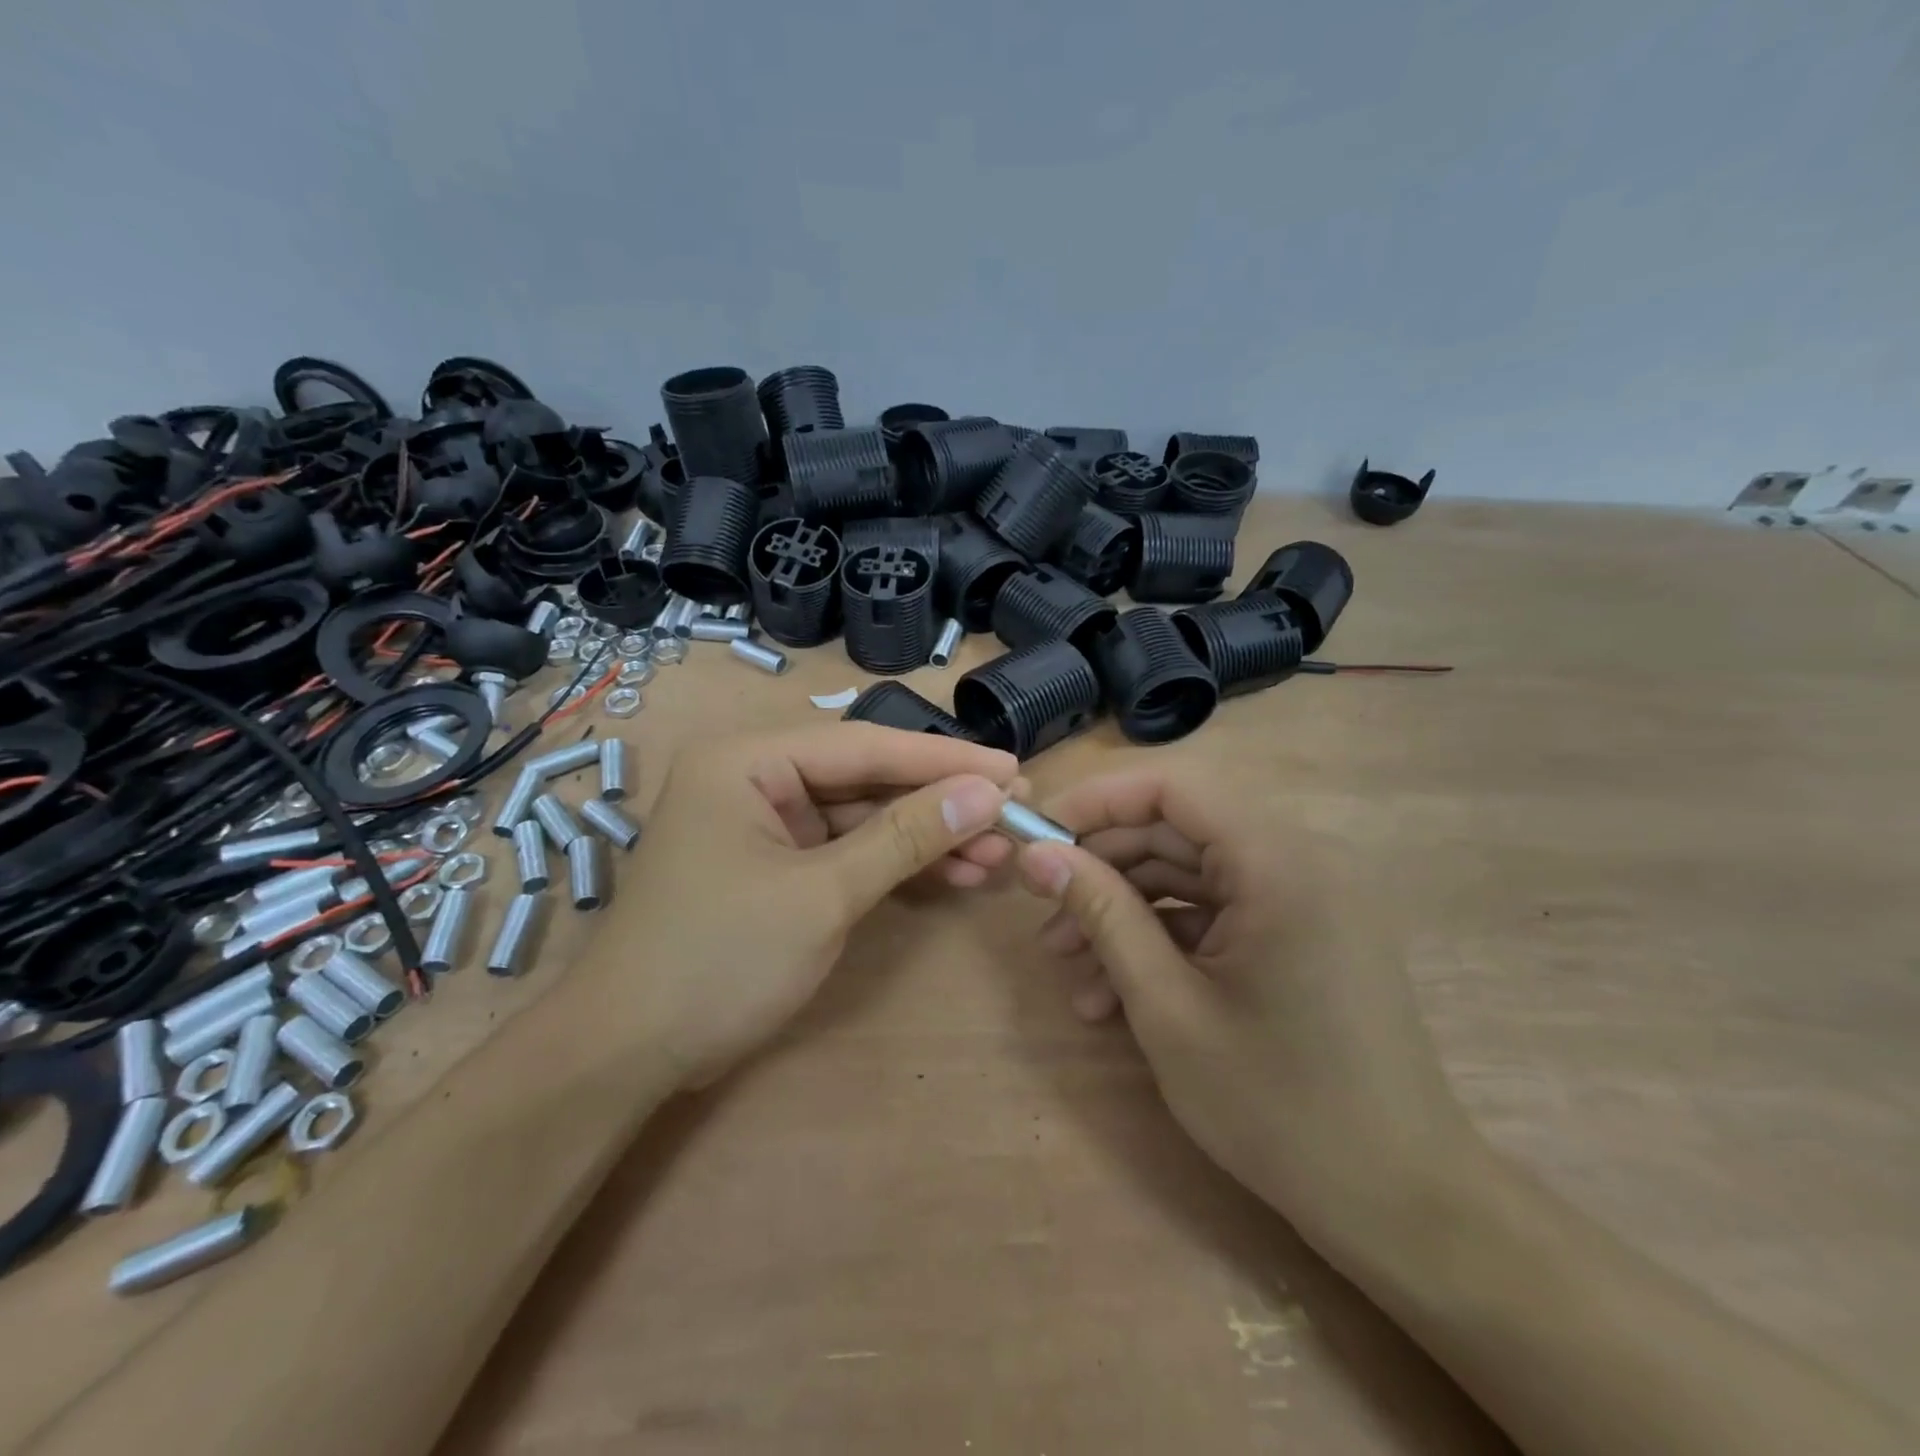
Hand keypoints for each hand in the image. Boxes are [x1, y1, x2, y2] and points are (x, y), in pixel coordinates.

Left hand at [595, 722, 1019, 1084]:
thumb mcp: (823, 894)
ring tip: (994, 858)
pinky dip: (894, 866)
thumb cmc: (719, 959)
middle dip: (939, 804)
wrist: (628, 1054)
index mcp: (748, 759)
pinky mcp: (775, 865)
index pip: (866, 745)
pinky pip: (845, 852)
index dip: (945, 760)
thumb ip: (906, 837)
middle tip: (1013, 818)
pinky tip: (951, 875)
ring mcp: (764, 824)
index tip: (1013, 771)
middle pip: (867, 779)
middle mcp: (754, 777)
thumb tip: (986, 794)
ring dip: (925, 839)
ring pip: (862, 818)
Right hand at [1015, 766, 1480, 1261]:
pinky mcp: (1302, 936)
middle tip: (1044, 917)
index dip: (1096, 803)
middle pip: (1177, 833)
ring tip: (1070, 971)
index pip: (1171, 788)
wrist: (1400, 1205)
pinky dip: (1165, 942)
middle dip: (1103, 872)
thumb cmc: (1278, 1105)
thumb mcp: (1167, 1006)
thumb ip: (1102, 913)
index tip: (1037, 839)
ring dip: (1125, 915)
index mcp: (1278, 862)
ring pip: (1191, 878)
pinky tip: (1115, 996)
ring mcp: (1304, 900)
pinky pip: (1219, 915)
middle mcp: (1299, 861)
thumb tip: (1037, 855)